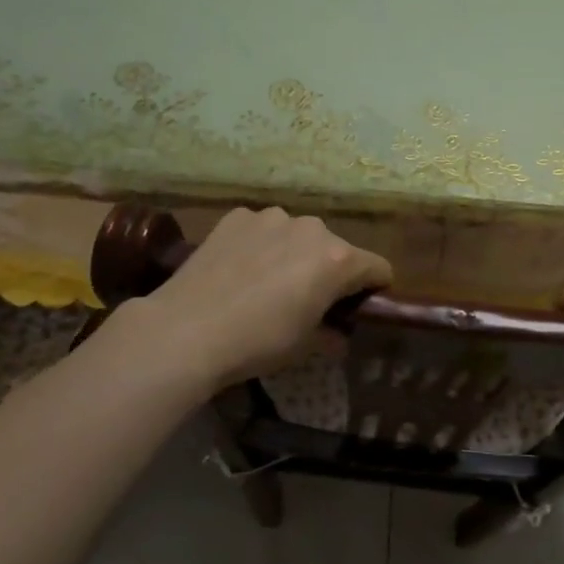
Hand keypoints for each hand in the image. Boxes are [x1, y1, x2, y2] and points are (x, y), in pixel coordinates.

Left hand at [101, 207, 391, 393]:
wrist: (185, 330)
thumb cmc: (257, 342)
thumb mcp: (304, 346)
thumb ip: (331, 334)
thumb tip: (338, 336)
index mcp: (338, 259)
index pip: (378, 268)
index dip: (375, 289)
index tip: (360, 307)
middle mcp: (312, 228)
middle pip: (336, 248)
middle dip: (330, 271)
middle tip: (307, 300)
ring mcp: (272, 217)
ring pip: (298, 235)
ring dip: (295, 254)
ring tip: (267, 283)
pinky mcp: (238, 216)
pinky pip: (262, 229)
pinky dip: (261, 245)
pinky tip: (239, 270)